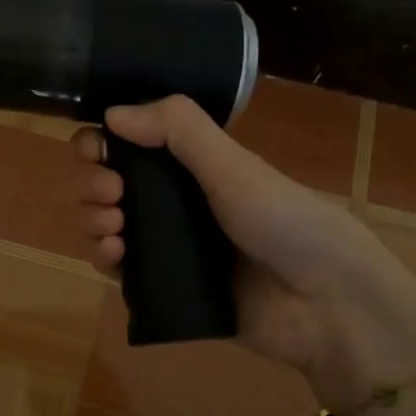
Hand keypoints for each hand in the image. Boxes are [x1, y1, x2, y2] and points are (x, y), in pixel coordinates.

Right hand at [72, 95, 415, 405]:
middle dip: (94, 182)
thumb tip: (110, 113)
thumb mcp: (232, 165)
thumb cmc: (282, 220)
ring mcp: (167, 246)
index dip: (101, 142)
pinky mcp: (164, 287)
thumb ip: (177, 129)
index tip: (95, 149)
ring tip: (112, 226)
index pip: (129, 144)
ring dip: (92, 218)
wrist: (323, 303)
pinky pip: (118, 270)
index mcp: (191, 165)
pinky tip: (112, 254)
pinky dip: (104, 257)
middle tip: (112, 192)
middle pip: (108, 183)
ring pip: (107, 224)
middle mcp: (174, 201)